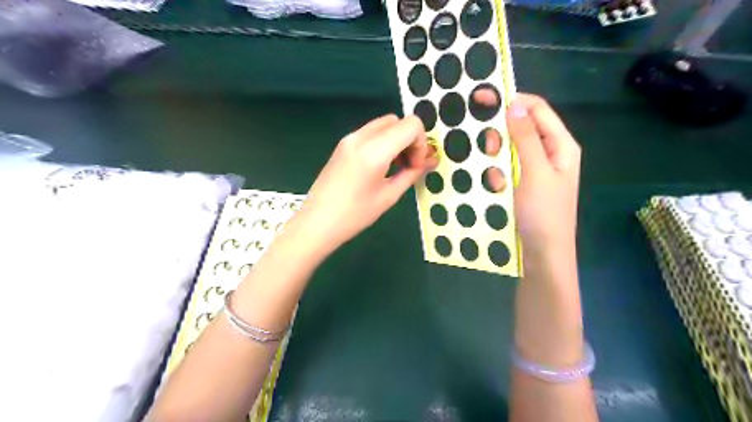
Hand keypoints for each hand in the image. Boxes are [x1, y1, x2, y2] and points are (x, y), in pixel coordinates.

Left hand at [296, 113, 437, 253]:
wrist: (317, 223)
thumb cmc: (355, 215)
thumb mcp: (389, 196)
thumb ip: (412, 174)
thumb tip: (431, 161)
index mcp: (374, 150)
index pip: (411, 125)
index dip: (421, 144)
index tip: (415, 166)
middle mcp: (361, 136)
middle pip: (398, 121)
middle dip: (410, 140)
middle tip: (409, 165)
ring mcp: (349, 138)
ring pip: (385, 124)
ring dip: (397, 140)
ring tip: (396, 166)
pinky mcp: (343, 144)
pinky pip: (371, 132)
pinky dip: (384, 142)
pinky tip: (382, 165)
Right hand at [475, 91, 579, 257]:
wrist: (543, 255)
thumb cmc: (544, 214)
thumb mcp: (535, 173)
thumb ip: (526, 138)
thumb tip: (515, 103)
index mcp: (561, 145)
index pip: (537, 109)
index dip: (512, 100)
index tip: (481, 99)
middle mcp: (550, 153)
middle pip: (523, 127)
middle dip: (502, 135)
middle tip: (488, 149)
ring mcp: (536, 170)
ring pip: (511, 149)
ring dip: (498, 157)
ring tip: (494, 177)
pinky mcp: (524, 184)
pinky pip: (507, 168)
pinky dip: (498, 173)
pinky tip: (496, 188)